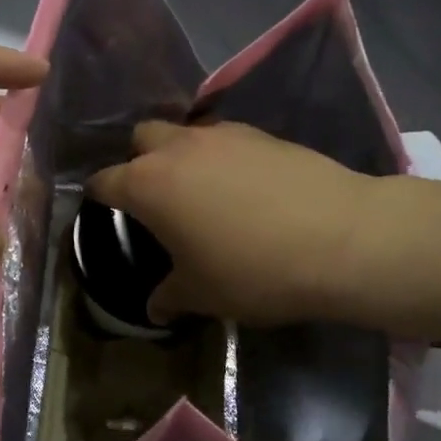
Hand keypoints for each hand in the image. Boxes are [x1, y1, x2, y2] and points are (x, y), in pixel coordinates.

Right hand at [88, 121, 437, 327]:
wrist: (341, 239)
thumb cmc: (253, 270)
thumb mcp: (202, 294)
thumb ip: (170, 297)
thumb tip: (156, 308)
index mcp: (149, 184)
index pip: (104, 181)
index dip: (98, 197)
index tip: (103, 212)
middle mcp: (178, 148)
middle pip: (142, 137)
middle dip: (139, 160)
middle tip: (155, 198)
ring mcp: (223, 135)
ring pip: (185, 133)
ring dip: (182, 155)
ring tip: (201, 191)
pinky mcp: (263, 134)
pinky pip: (225, 139)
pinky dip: (221, 157)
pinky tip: (243, 188)